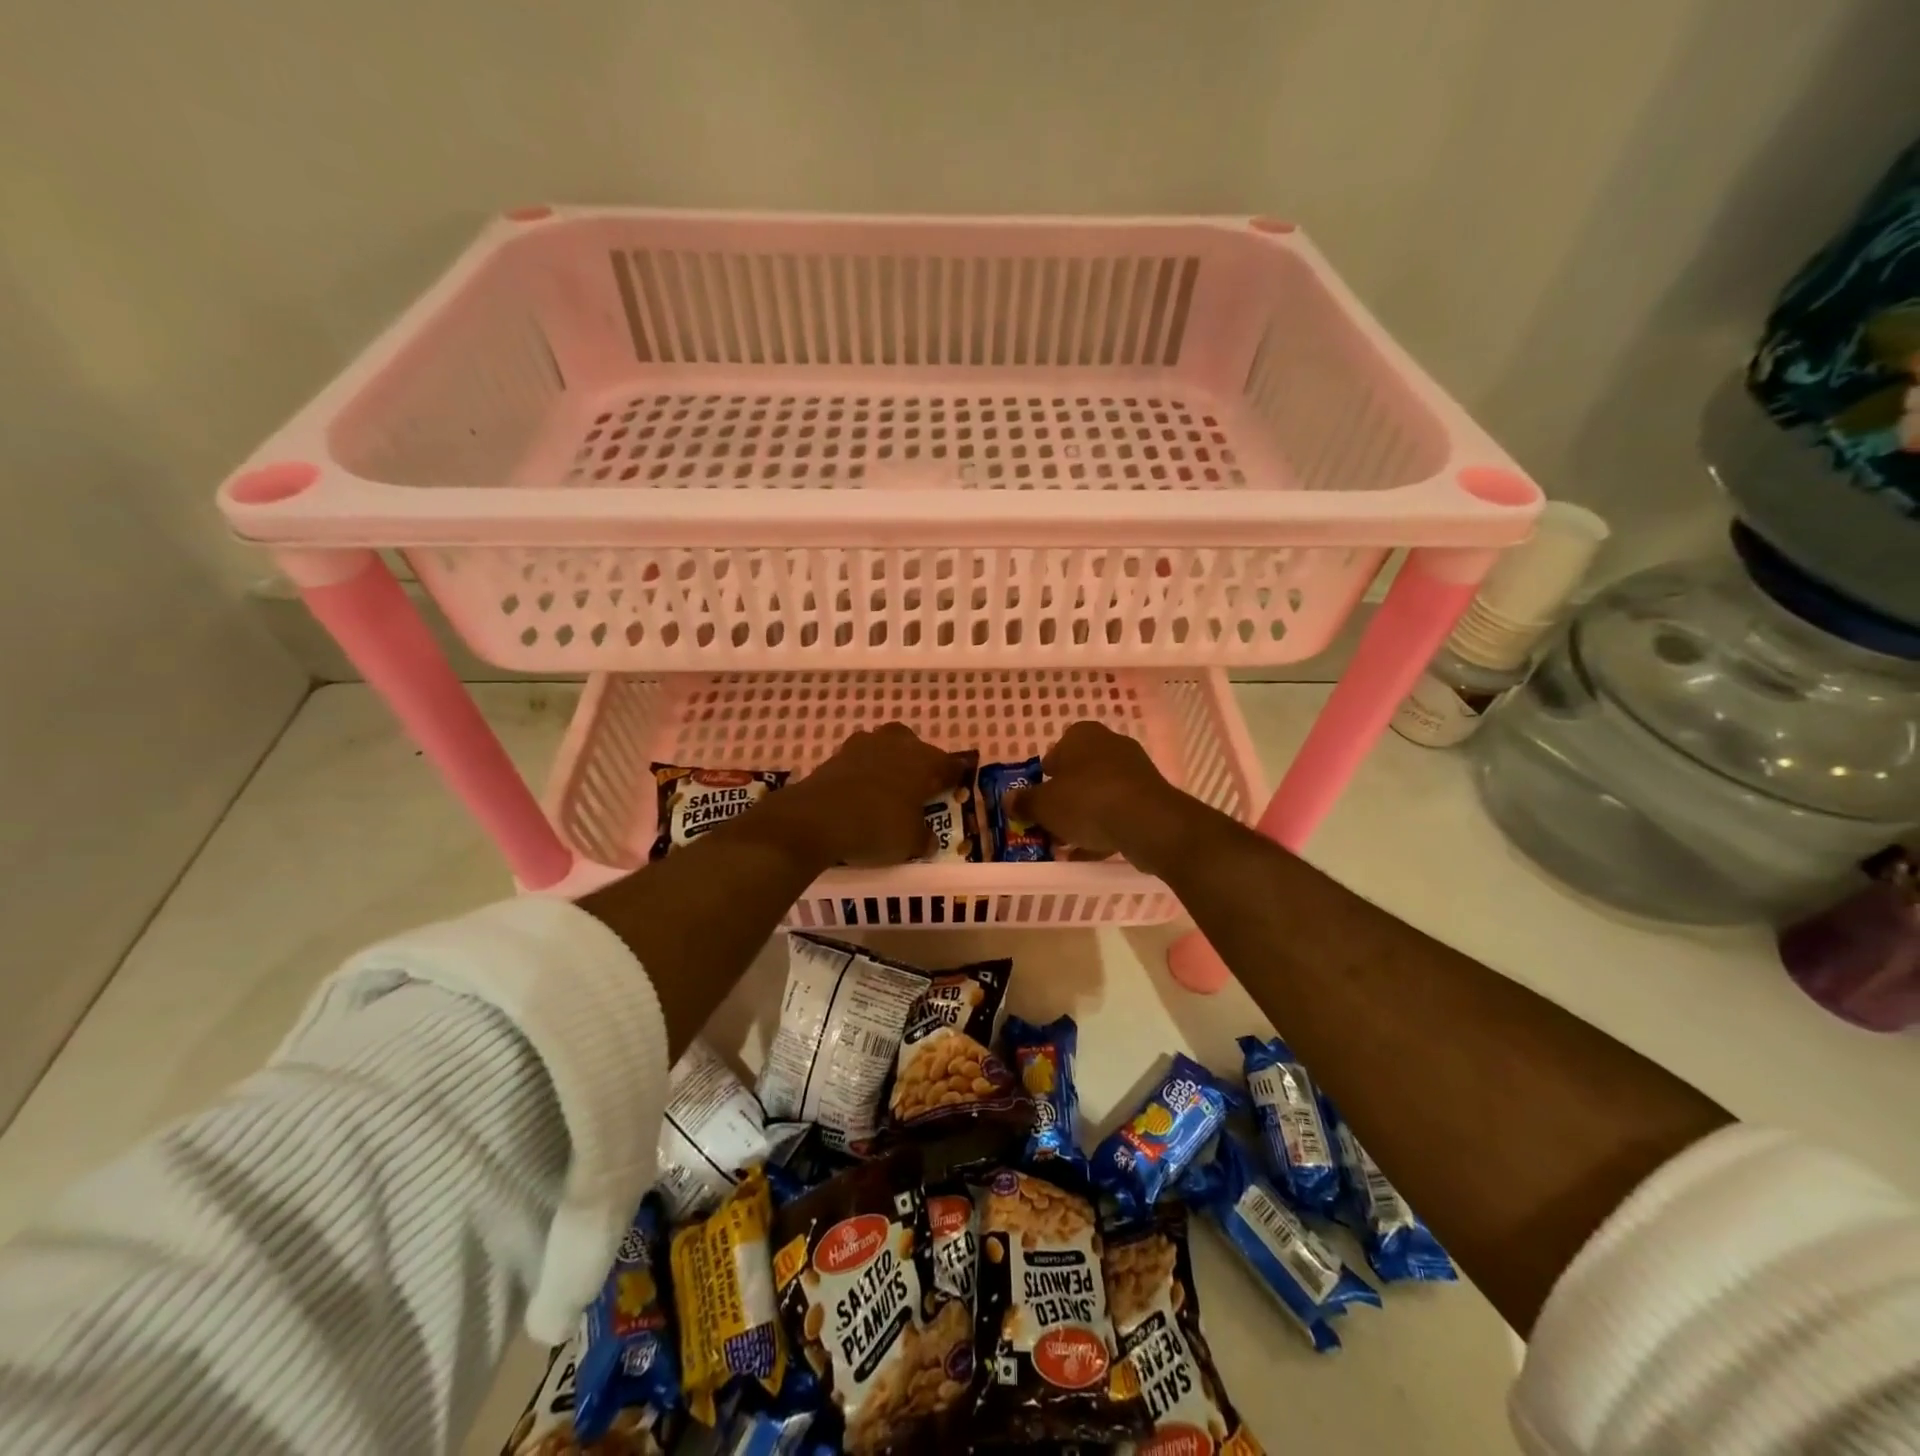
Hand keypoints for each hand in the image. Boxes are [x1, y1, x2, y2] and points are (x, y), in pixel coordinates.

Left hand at [754, 723, 963, 868]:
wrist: (817, 818)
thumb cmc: (877, 827)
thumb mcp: (910, 843)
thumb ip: (924, 839)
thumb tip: (929, 840)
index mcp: (924, 762)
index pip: (949, 765)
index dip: (954, 776)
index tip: (956, 785)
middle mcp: (897, 745)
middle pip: (914, 746)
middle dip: (917, 762)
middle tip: (917, 787)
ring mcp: (863, 746)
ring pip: (884, 747)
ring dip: (887, 763)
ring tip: (886, 789)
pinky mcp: (836, 755)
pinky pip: (858, 760)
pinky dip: (862, 773)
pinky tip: (860, 793)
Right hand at [1013, 720, 1195, 871]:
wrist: (1148, 822)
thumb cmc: (1087, 801)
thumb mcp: (1044, 805)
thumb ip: (1024, 802)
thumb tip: (1009, 800)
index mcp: (1082, 735)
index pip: (1057, 749)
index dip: (1045, 775)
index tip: (1038, 799)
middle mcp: (1110, 745)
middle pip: (1079, 773)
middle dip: (1064, 799)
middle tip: (1049, 823)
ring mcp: (1134, 771)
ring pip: (1099, 794)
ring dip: (1083, 817)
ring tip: (1066, 844)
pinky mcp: (1150, 797)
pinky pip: (1118, 812)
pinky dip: (1104, 829)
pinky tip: (1089, 853)